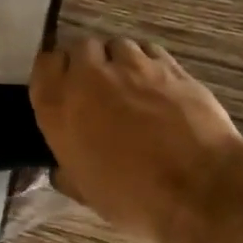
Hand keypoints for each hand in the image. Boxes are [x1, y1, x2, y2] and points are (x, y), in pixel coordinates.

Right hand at [29, 36, 242, 242]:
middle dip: (87, 62)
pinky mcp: (168, 65)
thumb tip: (63, 169)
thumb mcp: (86, 193)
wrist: (198, 187)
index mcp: (60, 107)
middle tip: (97, 87)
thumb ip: (68, 172)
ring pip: (116, 44)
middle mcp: (90, 77)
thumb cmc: (133, 197)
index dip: (54, 73)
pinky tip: (155, 83)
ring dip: (117, 60)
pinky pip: (148, 50)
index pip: (44, 65)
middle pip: (80, 47)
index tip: (63, 87)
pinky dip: (147, 61)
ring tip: (129, 83)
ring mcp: (132, 66)